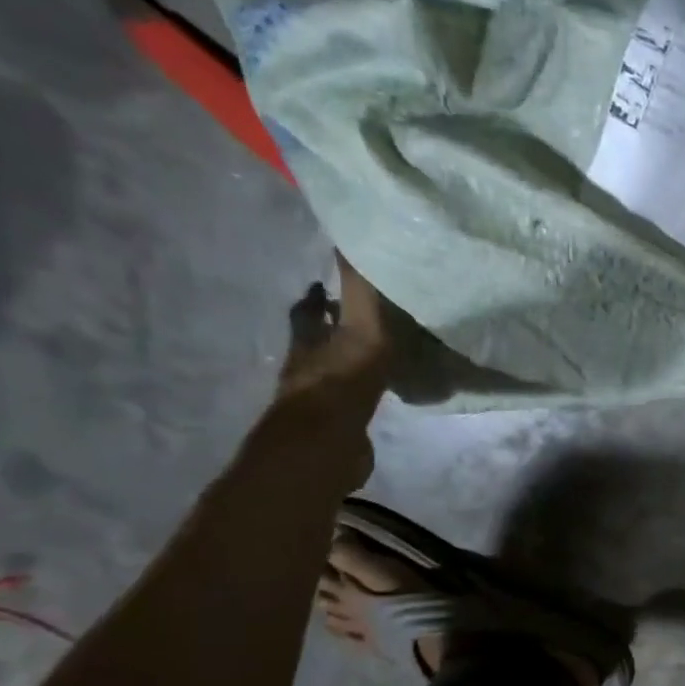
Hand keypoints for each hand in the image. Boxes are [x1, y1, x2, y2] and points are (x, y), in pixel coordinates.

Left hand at [267, 255, 390, 491]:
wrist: (327, 446)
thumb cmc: (341, 381)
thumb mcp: (359, 328)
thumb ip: (360, 291)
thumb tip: (354, 240)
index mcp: (309, 342)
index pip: (305, 312)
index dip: (312, 298)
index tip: (319, 285)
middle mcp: (308, 368)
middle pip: (314, 343)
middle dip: (328, 330)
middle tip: (349, 318)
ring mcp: (320, 402)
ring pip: (331, 373)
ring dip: (345, 363)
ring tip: (372, 355)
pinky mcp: (337, 429)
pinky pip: (348, 404)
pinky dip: (360, 395)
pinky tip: (379, 395)